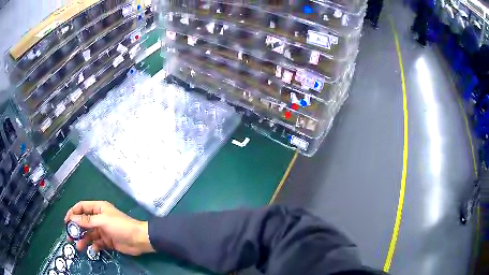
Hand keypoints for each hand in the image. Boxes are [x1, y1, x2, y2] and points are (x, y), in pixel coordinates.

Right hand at [64, 201, 154, 255]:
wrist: (139, 240)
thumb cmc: (120, 226)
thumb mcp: (102, 221)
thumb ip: (87, 220)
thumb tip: (73, 218)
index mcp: (98, 208)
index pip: (82, 207)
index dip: (73, 213)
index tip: (66, 221)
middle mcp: (99, 218)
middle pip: (83, 222)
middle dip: (76, 229)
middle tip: (69, 237)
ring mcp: (103, 230)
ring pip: (89, 234)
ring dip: (83, 239)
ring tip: (78, 247)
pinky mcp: (107, 241)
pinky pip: (97, 243)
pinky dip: (94, 246)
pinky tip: (92, 250)